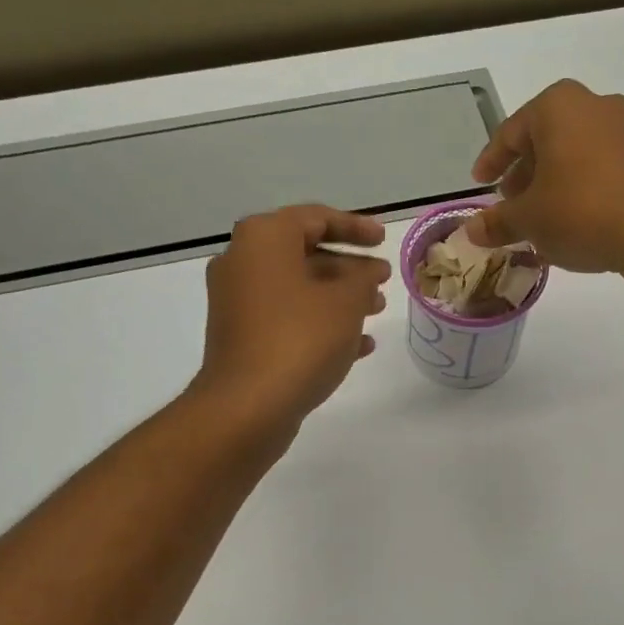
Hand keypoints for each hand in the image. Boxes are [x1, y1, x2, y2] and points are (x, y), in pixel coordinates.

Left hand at [193, 205, 389, 433]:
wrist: (247, 406)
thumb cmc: (300, 340)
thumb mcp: (345, 302)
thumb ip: (363, 277)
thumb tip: (368, 270)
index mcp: (264, 238)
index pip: (316, 218)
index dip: (355, 227)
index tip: (385, 239)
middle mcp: (243, 262)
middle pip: (305, 254)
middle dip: (349, 268)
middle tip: (382, 281)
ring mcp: (238, 302)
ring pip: (298, 289)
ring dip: (339, 298)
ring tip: (376, 311)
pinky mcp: (242, 337)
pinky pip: (287, 319)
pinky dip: (320, 324)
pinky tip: (357, 346)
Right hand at [465, 80, 623, 280]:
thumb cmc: (581, 211)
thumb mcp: (529, 220)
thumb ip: (498, 222)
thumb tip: (472, 230)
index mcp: (557, 106)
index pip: (510, 132)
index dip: (491, 161)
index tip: (480, 183)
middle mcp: (594, 105)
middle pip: (546, 139)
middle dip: (524, 173)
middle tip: (510, 203)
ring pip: (575, 154)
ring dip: (553, 184)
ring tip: (541, 219)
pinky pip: (601, 169)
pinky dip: (581, 190)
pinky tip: (575, 223)